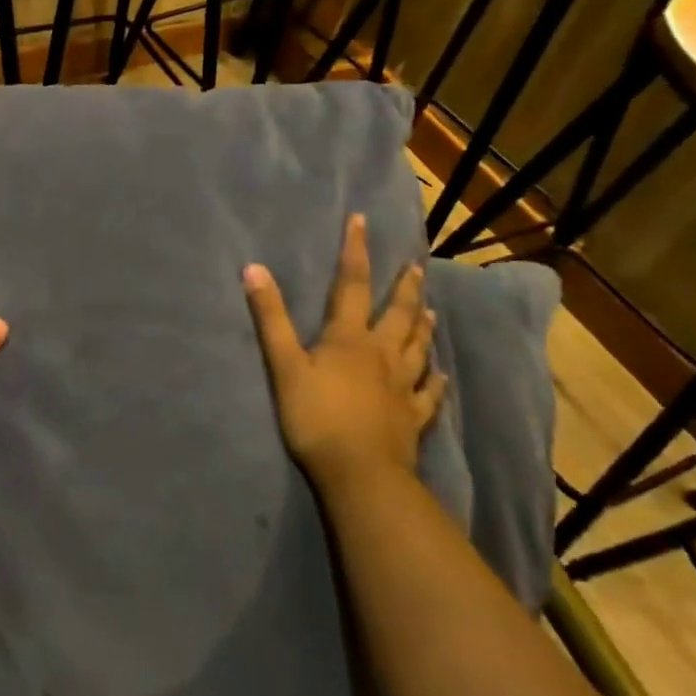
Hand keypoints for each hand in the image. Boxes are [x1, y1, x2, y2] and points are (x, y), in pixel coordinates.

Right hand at [242, 214, 445, 485]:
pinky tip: (441, 375)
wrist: (361, 475)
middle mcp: (381, 354)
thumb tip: (254, 268)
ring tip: (430, 307)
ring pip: (417, 347)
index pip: (352, 284)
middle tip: (415, 266)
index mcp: (349, 338)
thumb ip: (270, 318)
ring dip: (423, 324)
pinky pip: (429, 393)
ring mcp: (402, 386)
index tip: (362, 221)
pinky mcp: (412, 417)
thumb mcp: (284, 365)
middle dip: (404, 287)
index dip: (356, 251)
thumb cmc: (317, 417)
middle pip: (398, 313)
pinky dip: (435, 380)